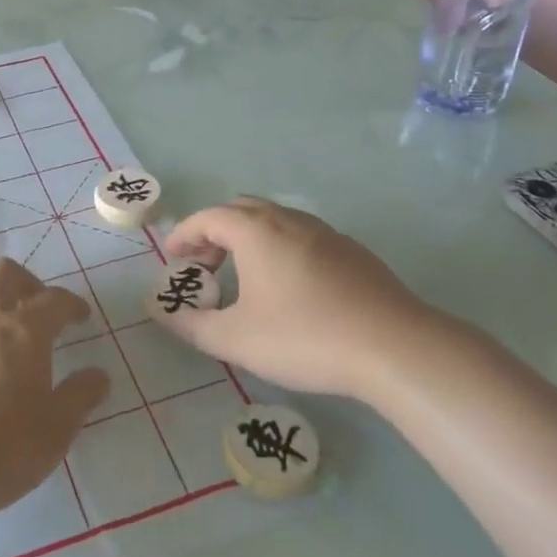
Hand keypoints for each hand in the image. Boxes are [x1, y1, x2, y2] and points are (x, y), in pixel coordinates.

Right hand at [159, 198, 469, 397]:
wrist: (395, 346)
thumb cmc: (304, 337)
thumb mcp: (236, 340)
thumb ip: (191, 325)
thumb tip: (161, 312)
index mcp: (256, 231)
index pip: (208, 217)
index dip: (185, 235)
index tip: (173, 258)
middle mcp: (289, 220)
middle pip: (241, 210)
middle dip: (215, 232)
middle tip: (205, 267)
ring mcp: (325, 232)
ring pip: (275, 221)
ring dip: (249, 240)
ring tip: (244, 278)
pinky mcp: (353, 251)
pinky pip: (303, 237)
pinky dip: (280, 249)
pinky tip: (290, 289)